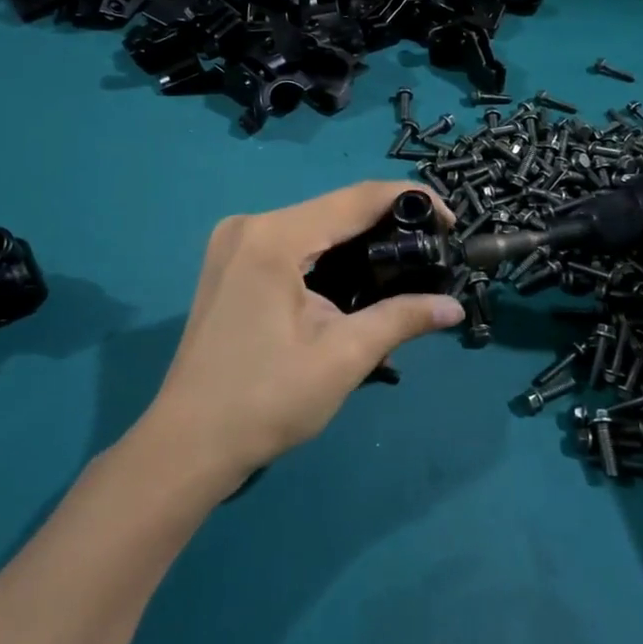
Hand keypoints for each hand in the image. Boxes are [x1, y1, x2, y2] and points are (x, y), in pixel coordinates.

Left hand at [148, 182, 465, 481]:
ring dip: (359, 241)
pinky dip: (329, 256)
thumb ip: (401, 319)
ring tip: (404, 267)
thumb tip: (454, 307)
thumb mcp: (343, 357)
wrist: (189, 445)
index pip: (357, 198)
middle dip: (387, 225)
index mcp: (274, 237)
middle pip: (335, 209)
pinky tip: (356, 281)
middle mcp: (250, 225)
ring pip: (315, 225)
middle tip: (431, 253)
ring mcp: (234, 242)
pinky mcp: (231, 263)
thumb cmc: (266, 401)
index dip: (410, 201)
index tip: (450, 223)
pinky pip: (293, 243)